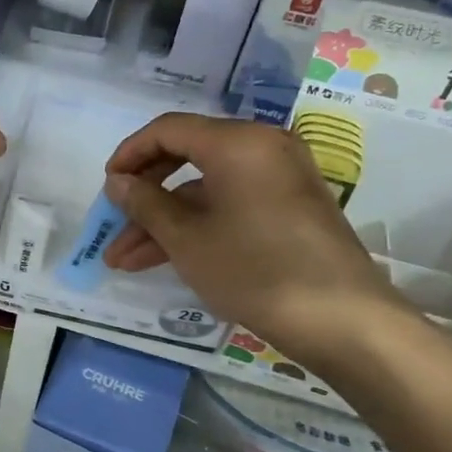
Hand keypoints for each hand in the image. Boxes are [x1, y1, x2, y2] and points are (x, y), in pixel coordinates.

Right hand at [100, 113, 409, 372]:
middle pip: (187, 157)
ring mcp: (280, 179)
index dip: (129, 154)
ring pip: (206, 190)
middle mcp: (262, 148)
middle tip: (113, 223)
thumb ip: (145, 203)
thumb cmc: (255, 270)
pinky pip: (231, 205)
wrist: (345, 322)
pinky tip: (166, 259)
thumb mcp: (187, 239)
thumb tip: (118, 182)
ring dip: (165, 221)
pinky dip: (199, 226)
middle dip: (145, 195)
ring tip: (124, 261)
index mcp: (237, 142)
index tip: (106, 187)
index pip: (168, 130)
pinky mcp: (290, 209)